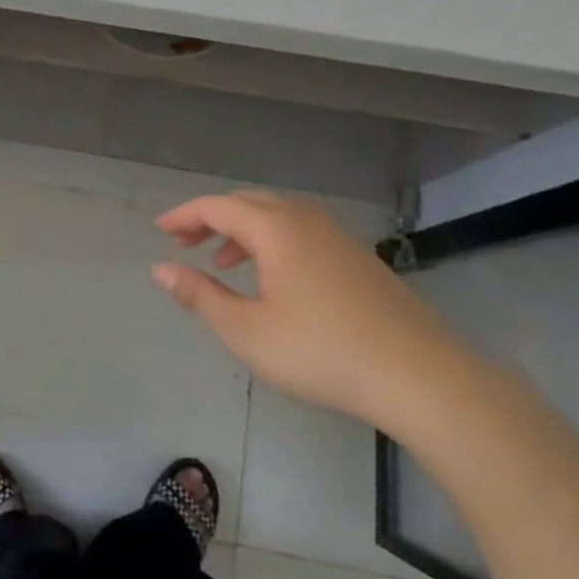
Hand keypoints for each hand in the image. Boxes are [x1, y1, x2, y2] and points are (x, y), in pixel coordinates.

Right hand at [151, 191, 460, 429]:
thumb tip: (161, 269)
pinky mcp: (357, 257)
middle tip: (184, 243)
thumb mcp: (247, 331)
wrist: (418, 375)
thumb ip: (199, 296)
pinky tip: (272, 279)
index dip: (185, 215)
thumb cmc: (321, 352)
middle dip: (210, 219)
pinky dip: (271, 242)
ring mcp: (337, 236)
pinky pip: (300, 233)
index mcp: (276, 228)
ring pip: (277, 217)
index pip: (218, 206)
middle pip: (247, 203)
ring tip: (220, 263)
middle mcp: (306, 219)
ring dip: (241, 232)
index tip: (160, 230)